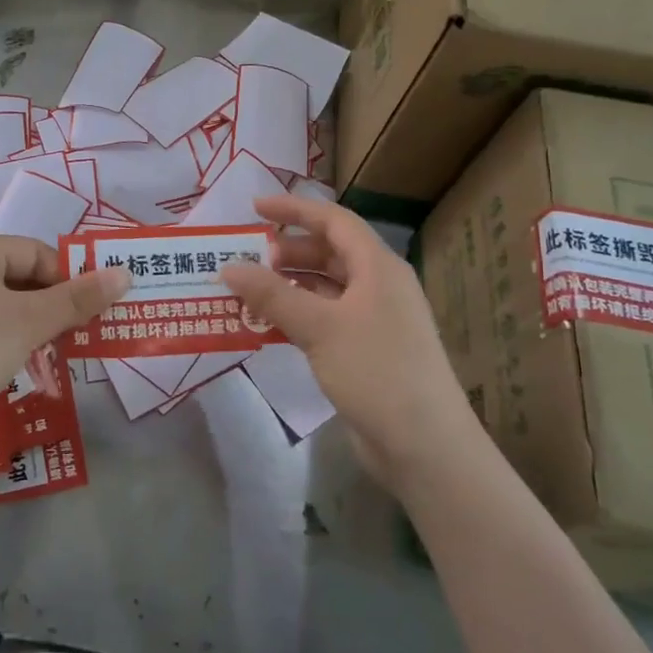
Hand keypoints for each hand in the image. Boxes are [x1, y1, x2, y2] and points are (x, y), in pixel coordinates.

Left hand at [0, 237, 127, 483]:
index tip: (96, 302)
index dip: (68, 274)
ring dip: (45, 323)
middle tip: (91, 324)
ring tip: (72, 344)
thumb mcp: (30, 321)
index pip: (34, 251)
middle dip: (59, 301)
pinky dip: (23, 341)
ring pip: (13, 307)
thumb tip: (125, 273)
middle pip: (24, 277)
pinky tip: (41, 362)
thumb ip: (78, 298)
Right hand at [221, 194, 474, 494]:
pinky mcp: (367, 350)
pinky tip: (270, 326)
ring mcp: (375, 320)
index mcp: (378, 267)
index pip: (334, 221)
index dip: (294, 210)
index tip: (254, 208)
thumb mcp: (319, 327)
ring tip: (250, 292)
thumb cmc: (375, 371)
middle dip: (288, 251)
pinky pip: (327, 318)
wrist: (424, 445)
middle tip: (248, 258)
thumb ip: (272, 295)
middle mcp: (379, 286)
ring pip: (326, 287)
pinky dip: (298, 315)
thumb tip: (228, 267)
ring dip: (289, 285)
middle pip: (330, 252)